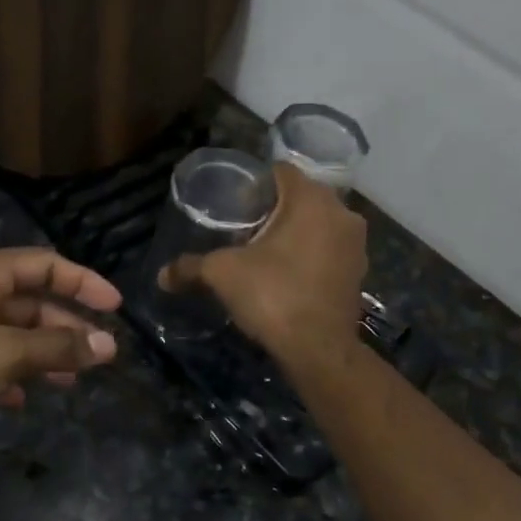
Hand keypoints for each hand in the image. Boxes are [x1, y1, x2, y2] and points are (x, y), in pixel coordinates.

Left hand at [0, 248, 121, 452]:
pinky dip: (11, 377)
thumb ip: (58, 348)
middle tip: (101, 355)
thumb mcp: (4, 354)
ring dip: (43, 354)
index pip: (45, 264)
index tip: (116, 307)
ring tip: (73, 380)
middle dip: (66, 326)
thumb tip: (108, 346)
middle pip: (31, 302)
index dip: (83, 281)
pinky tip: (24, 399)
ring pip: (12, 336)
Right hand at [159, 163, 366, 364]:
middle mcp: (342, 213)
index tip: (234, 200)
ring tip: (264, 251)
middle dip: (274, 209)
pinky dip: (311, 254)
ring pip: (319, 224)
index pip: (281, 171)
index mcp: (312, 200)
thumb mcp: (222, 275)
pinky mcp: (359, 272)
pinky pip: (329, 250)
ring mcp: (356, 244)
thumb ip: (190, 267)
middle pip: (302, 197)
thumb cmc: (273, 296)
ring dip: (296, 232)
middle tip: (244, 227)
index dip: (255, 182)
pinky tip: (287, 273)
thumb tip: (161, 275)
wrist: (318, 350)